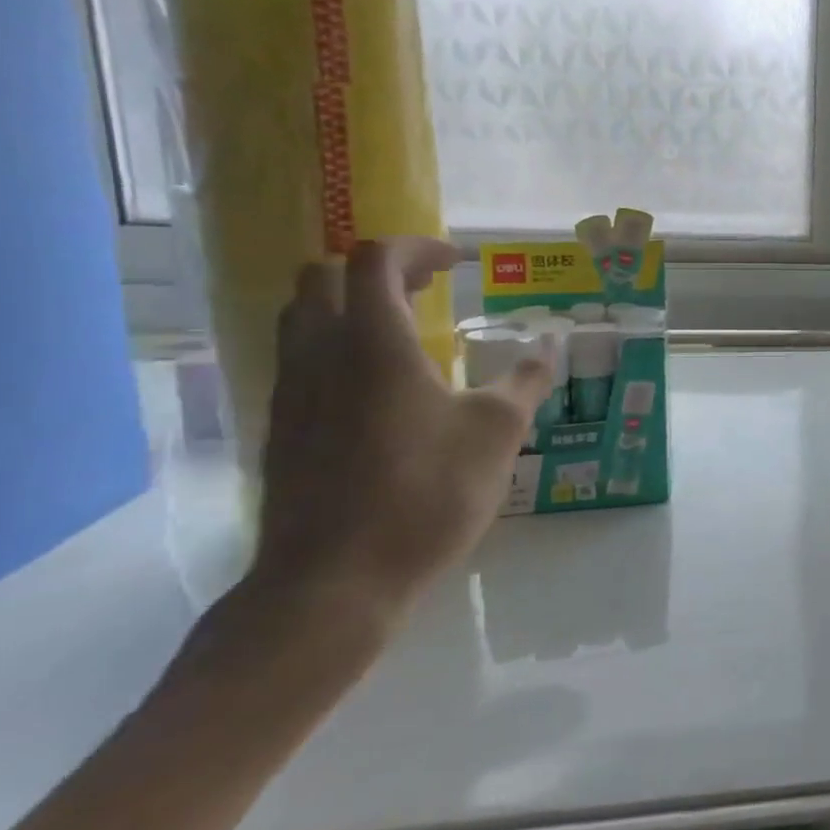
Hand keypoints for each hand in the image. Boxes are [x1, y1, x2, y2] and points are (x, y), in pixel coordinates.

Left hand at [251, 237, 552, 625]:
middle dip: (378, 269)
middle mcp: (320, 355)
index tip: (458, 260)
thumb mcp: (497, 433)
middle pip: (323, 278)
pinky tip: (379, 388)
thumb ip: (524, 382)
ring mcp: (291, 394)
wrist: (332, 583)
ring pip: (302, 319)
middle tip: (428, 286)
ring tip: (404, 331)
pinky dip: (337, 348)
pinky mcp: (281, 431)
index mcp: (373, 342)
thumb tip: (547, 349)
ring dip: (351, 306)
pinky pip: (301, 362)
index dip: (418, 246)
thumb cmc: (425, 493)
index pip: (375, 259)